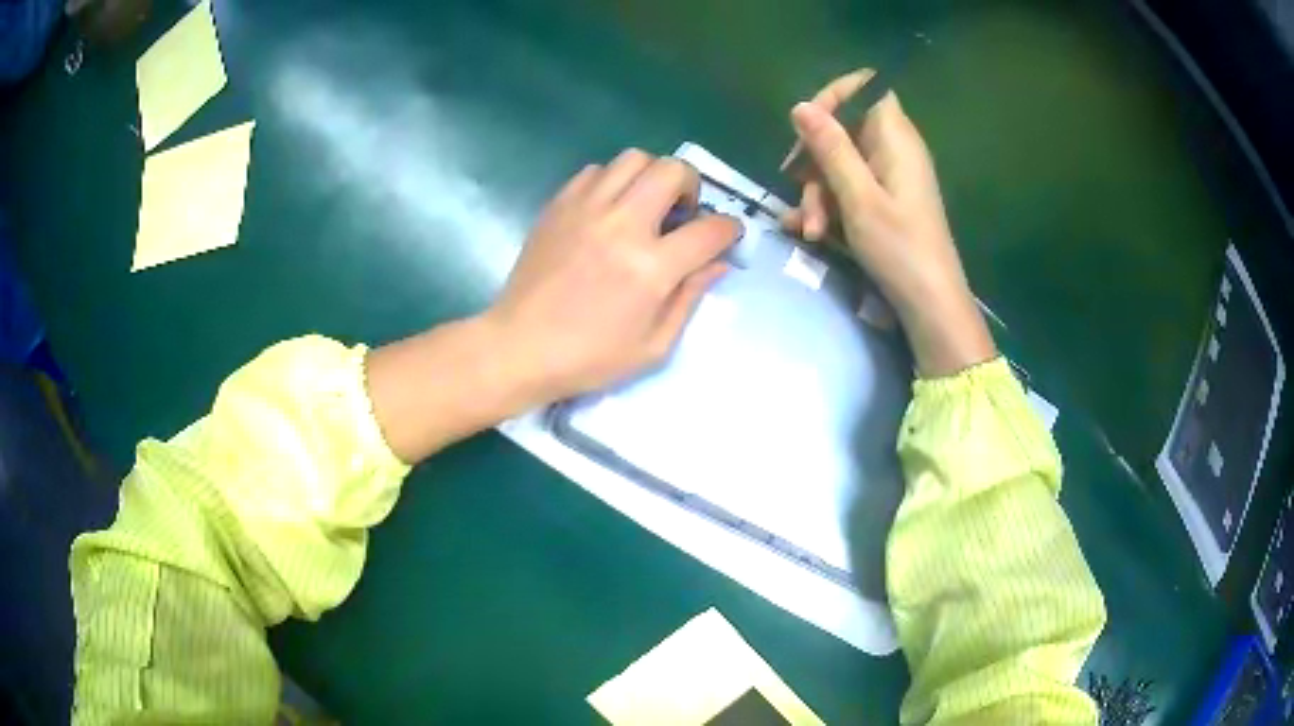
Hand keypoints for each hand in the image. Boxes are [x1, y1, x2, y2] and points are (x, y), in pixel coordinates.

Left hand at [484, 149, 739, 405]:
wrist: (519, 346)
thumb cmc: (589, 357)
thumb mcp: (653, 346)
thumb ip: (690, 298)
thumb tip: (717, 263)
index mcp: (651, 267)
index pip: (710, 229)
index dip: (729, 229)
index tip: (727, 235)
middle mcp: (622, 225)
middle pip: (673, 169)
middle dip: (692, 185)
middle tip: (683, 212)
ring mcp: (586, 208)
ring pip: (634, 158)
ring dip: (652, 176)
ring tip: (646, 205)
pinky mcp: (559, 205)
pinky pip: (596, 171)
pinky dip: (613, 181)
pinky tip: (609, 209)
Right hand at [782, 69, 995, 376]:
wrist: (930, 304)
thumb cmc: (899, 249)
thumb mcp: (858, 197)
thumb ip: (830, 148)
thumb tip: (801, 105)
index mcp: (895, 137)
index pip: (866, 87)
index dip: (834, 96)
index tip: (808, 127)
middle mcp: (894, 149)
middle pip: (845, 128)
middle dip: (815, 158)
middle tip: (798, 189)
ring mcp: (890, 176)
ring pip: (841, 162)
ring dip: (819, 191)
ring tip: (812, 230)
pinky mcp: (886, 201)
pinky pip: (850, 187)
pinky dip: (831, 205)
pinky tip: (814, 234)